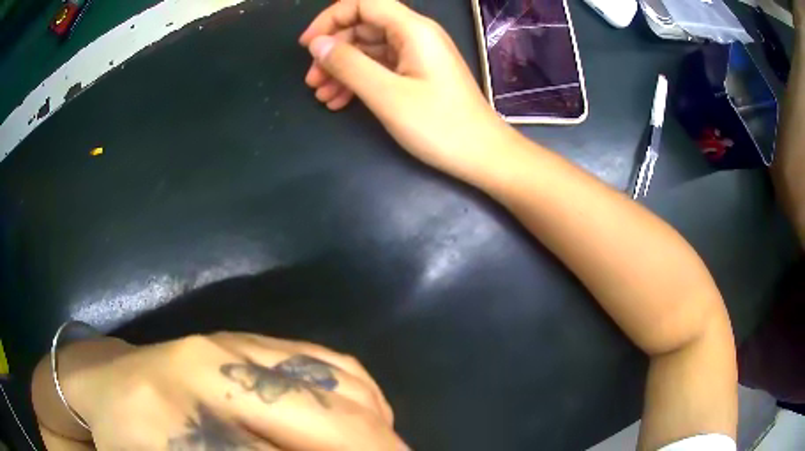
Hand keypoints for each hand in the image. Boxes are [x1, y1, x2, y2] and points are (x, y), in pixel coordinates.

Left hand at [50, 333, 403, 449]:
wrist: (108, 383)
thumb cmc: (130, 443)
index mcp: (181, 424)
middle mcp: (212, 371)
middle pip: (328, 421)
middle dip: (377, 450)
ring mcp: (231, 341)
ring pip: (338, 385)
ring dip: (377, 427)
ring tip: (389, 450)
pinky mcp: (245, 334)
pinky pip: (327, 360)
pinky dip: (363, 394)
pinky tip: (367, 419)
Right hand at [299, 0, 520, 182]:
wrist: (482, 154)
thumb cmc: (440, 125)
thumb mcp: (387, 95)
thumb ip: (349, 64)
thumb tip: (318, 44)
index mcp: (413, 29)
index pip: (363, 4)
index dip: (330, 18)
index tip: (307, 45)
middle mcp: (416, 34)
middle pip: (363, 26)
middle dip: (333, 50)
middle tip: (312, 80)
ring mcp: (417, 55)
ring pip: (369, 49)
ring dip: (342, 68)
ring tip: (321, 95)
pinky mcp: (418, 73)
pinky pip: (381, 66)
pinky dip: (359, 79)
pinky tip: (340, 101)